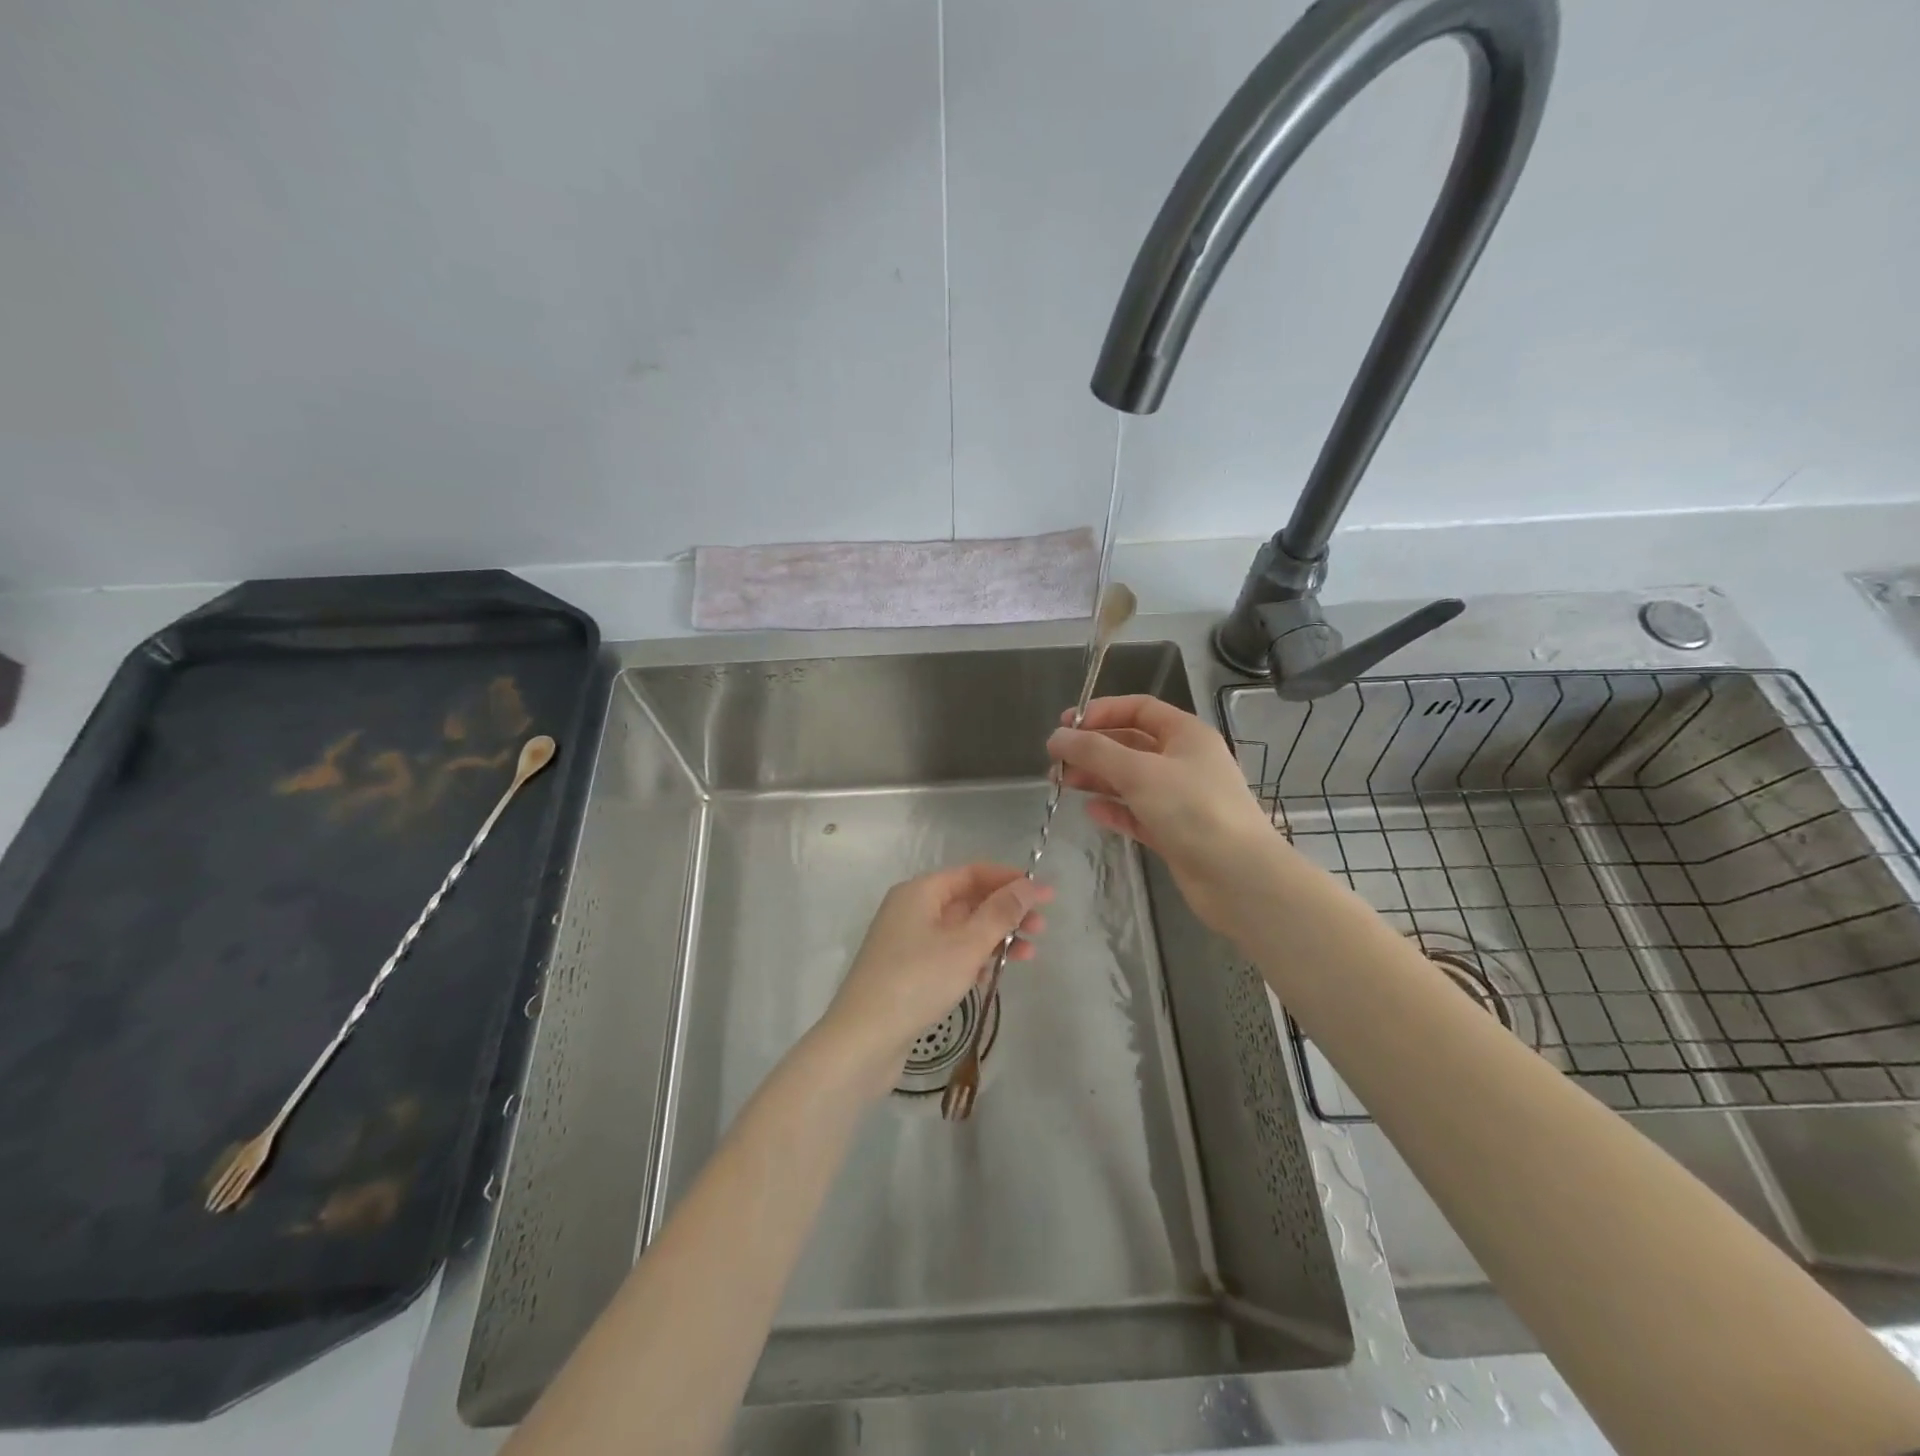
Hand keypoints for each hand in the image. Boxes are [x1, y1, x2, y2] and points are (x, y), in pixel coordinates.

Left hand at [820, 864, 1050, 1095]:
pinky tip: (994, 976)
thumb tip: (1028, 884)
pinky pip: (949, 953)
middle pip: (968, 900)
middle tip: (1042, 929)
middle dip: (1007, 912)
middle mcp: (911, 909)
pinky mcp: (907, 971)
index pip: (973, 873)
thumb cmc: (917, 981)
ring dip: (995, 938)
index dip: (1011, 880)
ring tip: (1029, 956)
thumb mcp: (966, 945)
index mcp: (920, 891)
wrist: (863, 1039)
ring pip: (961, 929)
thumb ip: (1000, 913)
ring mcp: (907, 941)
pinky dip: (974, 959)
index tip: (1046, 894)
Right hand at [1049, 695, 1293, 935]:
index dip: (1101, 712)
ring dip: (1097, 778)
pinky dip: (1114, 809)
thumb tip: (1056, 736)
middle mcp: (1185, 761)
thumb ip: (1093, 751)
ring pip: (1130, 779)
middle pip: (1131, 744)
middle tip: (1056, 762)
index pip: (1139, 709)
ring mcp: (1181, 798)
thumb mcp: (1139, 772)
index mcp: (1186, 734)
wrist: (1239, 878)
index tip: (1065, 726)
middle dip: (1092, 749)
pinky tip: (1092, 811)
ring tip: (1062, 785)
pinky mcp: (1175, 831)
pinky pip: (1137, 812)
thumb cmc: (1192, 810)